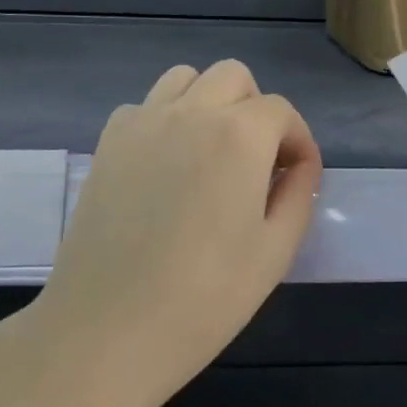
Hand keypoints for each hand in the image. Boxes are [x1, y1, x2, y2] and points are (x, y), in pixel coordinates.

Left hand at [27, 60, 322, 406]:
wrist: (106, 330)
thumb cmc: (203, 299)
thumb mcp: (274, 251)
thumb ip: (298, 193)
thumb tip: (299, 164)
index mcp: (239, 135)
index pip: (281, 111)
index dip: (297, 140)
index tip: (297, 177)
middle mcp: (191, 112)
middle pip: (234, 77)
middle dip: (256, 109)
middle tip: (257, 161)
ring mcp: (143, 121)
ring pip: (186, 78)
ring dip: (209, 102)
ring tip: (211, 153)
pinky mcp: (108, 141)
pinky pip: (145, 105)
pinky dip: (165, 119)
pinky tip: (165, 166)